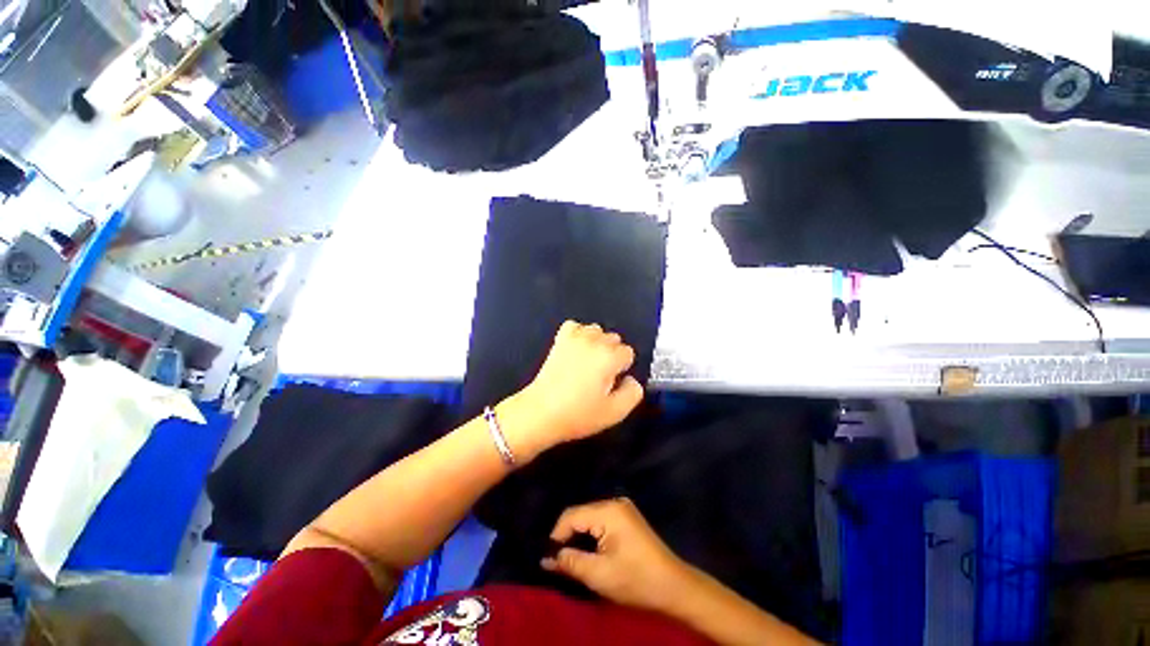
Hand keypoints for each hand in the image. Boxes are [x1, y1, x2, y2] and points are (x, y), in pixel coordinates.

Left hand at [508, 321, 643, 453]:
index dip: (622, 368)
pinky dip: (579, 334)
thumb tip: (631, 379)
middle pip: (613, 339)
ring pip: (596, 330)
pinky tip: (576, 349)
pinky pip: (575, 326)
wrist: (541, 412)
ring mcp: (575, 337)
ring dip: (597, 343)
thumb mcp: (615, 412)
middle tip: (600, 375)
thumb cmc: (579, 414)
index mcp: (609, 357)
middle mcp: (594, 341)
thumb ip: (633, 393)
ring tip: (588, 362)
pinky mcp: (560, 339)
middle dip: (612, 354)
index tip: (612, 382)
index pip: (628, 353)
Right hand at [541, 498, 693, 614]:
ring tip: (570, 556)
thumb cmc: (635, 580)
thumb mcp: (599, 575)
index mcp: (608, 510)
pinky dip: (591, 534)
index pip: (571, 515)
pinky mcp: (627, 517)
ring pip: (589, 517)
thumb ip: (570, 562)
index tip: (548, 557)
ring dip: (579, 535)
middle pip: (580, 514)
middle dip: (567, 535)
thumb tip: (546, 558)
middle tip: (557, 559)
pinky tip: (588, 550)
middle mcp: (614, 502)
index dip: (556, 535)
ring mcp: (622, 508)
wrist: (673, 586)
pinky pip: (600, 520)